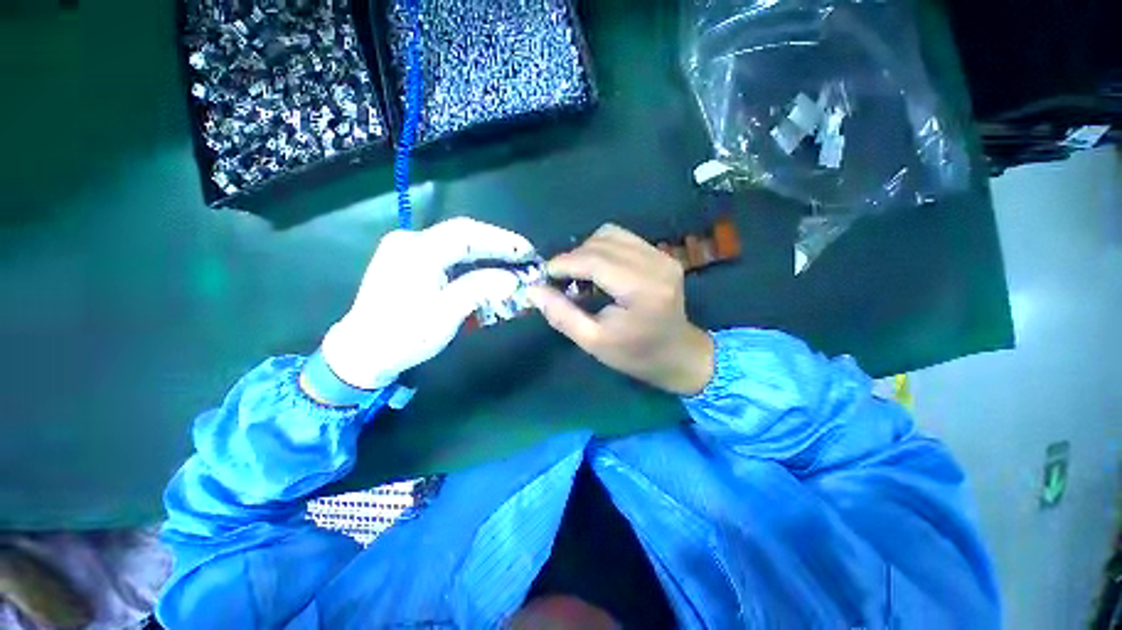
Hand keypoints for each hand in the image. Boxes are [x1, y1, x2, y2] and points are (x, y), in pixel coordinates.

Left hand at [321, 217, 533, 388]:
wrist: (364, 352)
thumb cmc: (405, 335)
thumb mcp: (446, 314)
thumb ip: (480, 289)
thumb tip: (513, 278)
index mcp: (417, 251)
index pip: (467, 234)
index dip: (501, 240)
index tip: (528, 251)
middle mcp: (411, 241)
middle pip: (463, 235)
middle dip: (498, 246)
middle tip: (525, 258)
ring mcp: (408, 249)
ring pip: (457, 244)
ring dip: (487, 254)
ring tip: (512, 265)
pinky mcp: (410, 261)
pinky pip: (448, 255)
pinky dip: (472, 263)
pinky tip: (488, 271)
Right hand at [528, 224, 714, 395]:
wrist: (678, 354)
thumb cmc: (635, 354)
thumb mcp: (593, 342)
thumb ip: (562, 315)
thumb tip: (533, 290)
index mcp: (642, 289)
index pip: (596, 261)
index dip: (565, 263)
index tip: (545, 275)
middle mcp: (656, 264)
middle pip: (602, 242)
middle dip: (573, 257)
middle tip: (559, 279)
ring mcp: (662, 256)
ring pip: (611, 233)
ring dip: (587, 250)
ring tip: (578, 274)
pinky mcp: (662, 255)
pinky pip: (623, 238)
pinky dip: (602, 248)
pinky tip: (598, 269)